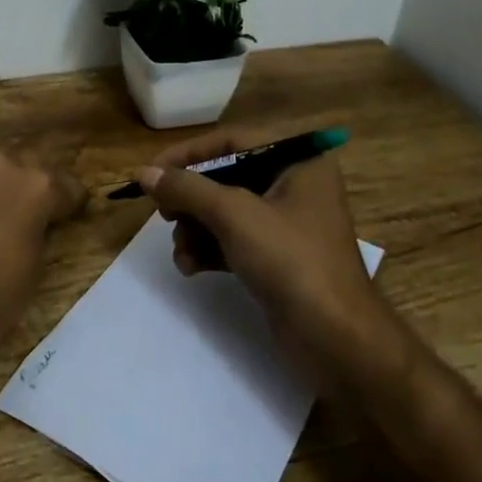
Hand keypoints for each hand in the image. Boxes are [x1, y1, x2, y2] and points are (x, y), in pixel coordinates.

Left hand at [0, 150, 86, 380]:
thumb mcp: (34, 269)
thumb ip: (42, 231)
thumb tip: (39, 223)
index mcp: (36, 186)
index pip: (68, 186)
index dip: (72, 206)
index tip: (72, 219)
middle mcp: (2, 167)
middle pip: (31, 169)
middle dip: (37, 190)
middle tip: (39, 219)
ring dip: (5, 191)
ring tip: (6, 223)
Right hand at [137, 129, 384, 369]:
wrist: (336, 339)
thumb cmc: (291, 260)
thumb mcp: (234, 215)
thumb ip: (187, 188)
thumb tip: (145, 172)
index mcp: (298, 161)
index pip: (232, 141)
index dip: (188, 154)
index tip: (152, 172)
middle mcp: (295, 185)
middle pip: (226, 178)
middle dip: (191, 200)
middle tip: (164, 214)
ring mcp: (287, 224)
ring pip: (225, 212)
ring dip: (196, 229)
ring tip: (181, 252)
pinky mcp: (278, 258)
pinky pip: (233, 240)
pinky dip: (209, 249)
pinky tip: (191, 267)